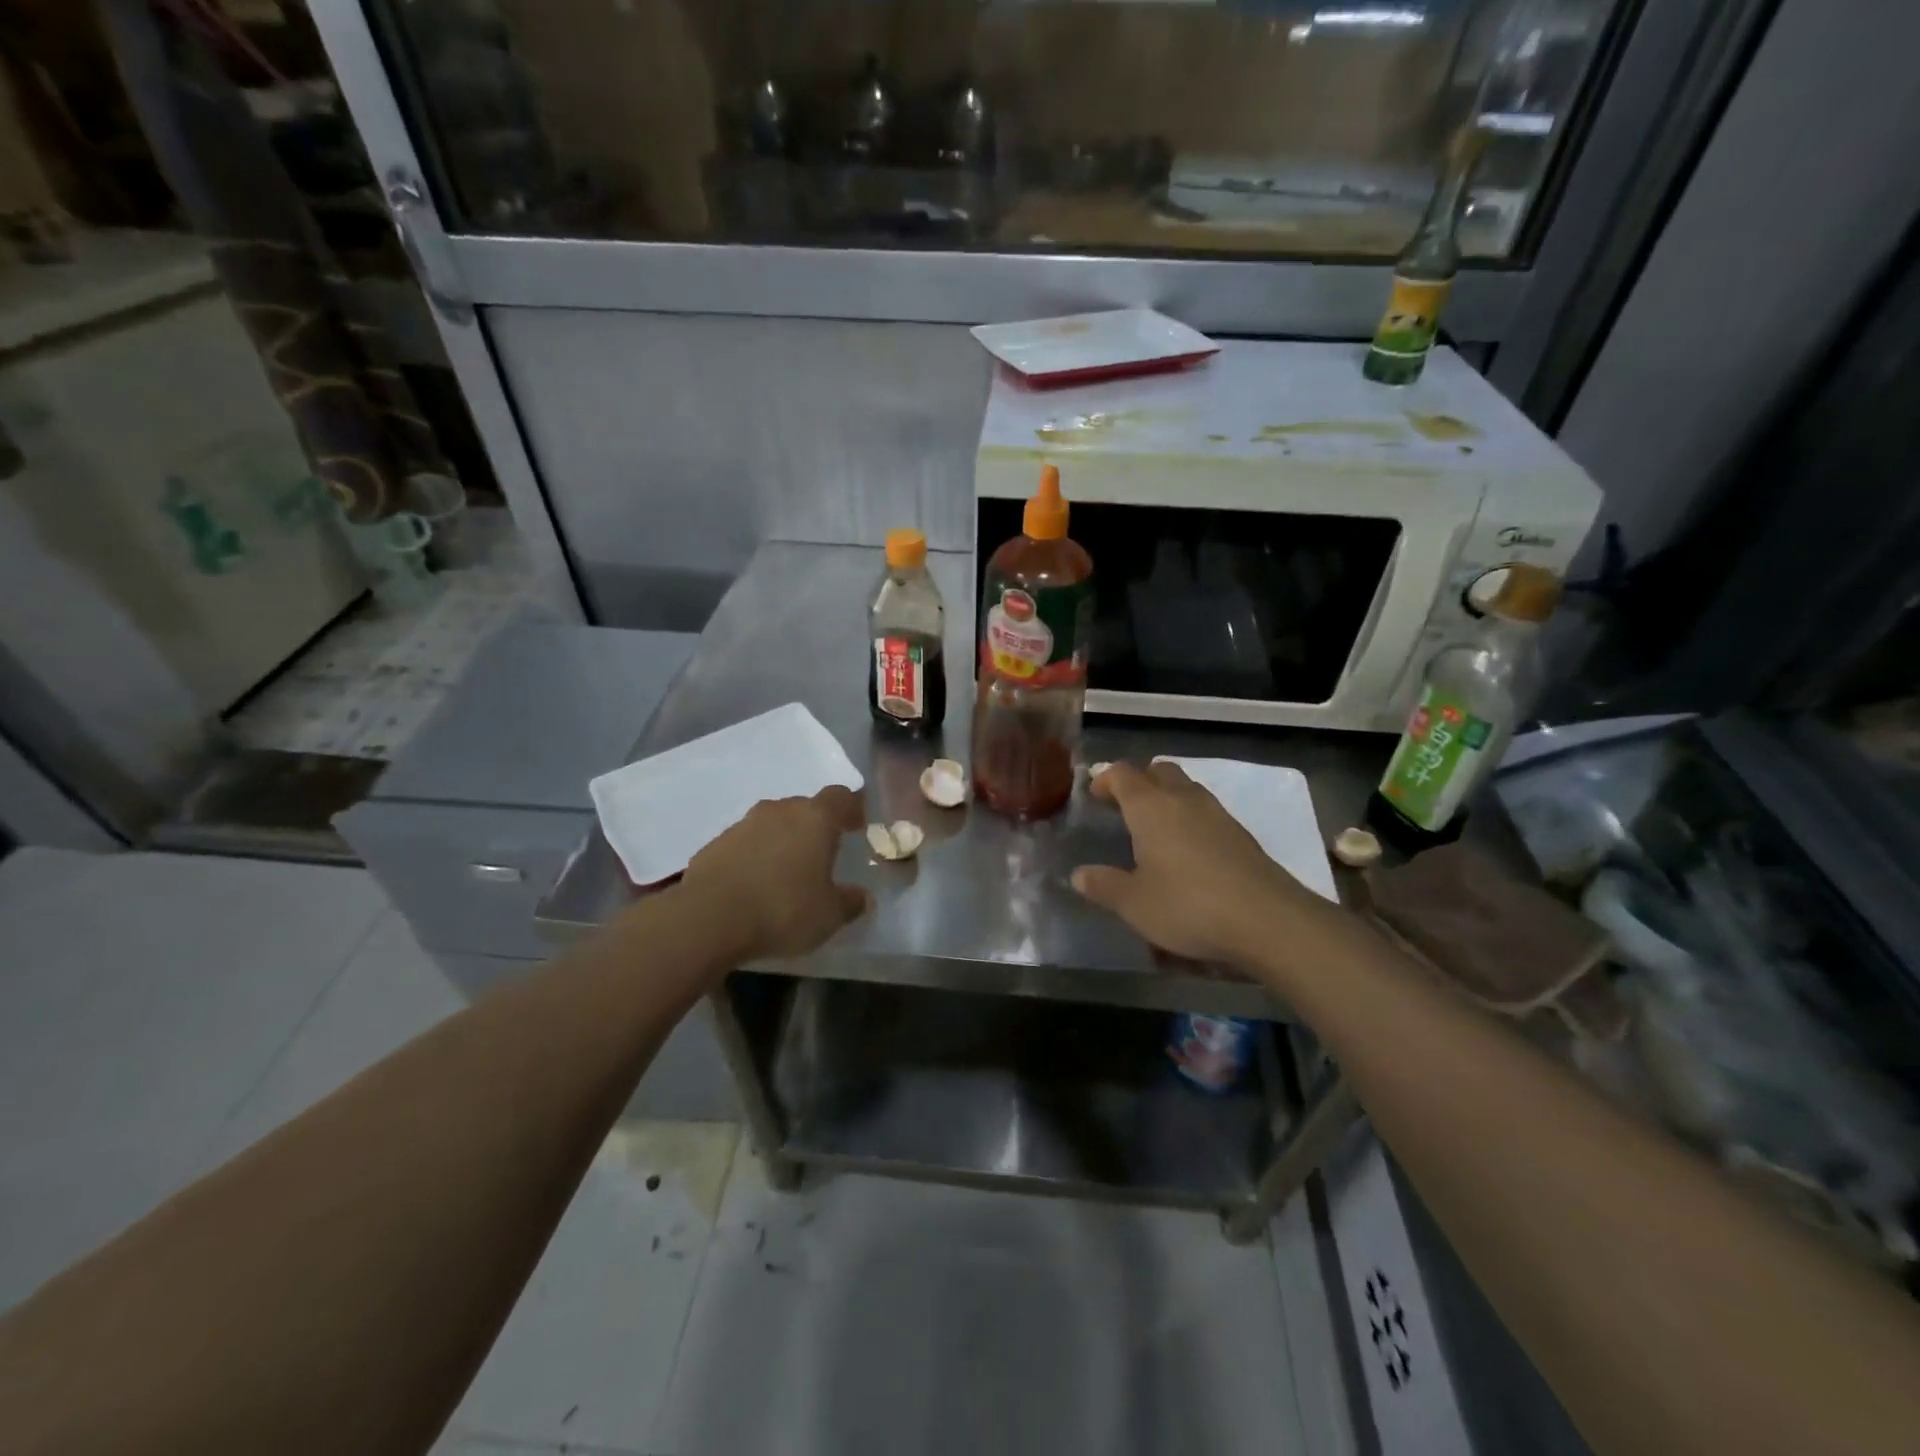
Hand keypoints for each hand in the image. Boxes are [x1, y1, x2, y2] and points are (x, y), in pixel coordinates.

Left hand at [679, 786, 871, 962]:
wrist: (707, 920)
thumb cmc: (782, 910)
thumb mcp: (829, 916)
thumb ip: (850, 903)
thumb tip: (862, 897)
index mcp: (815, 819)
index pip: (841, 797)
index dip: (852, 809)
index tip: (857, 827)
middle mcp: (779, 811)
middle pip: (804, 808)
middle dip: (815, 828)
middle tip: (822, 855)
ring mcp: (742, 825)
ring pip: (771, 824)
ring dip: (781, 842)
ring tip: (786, 874)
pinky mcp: (713, 845)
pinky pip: (744, 845)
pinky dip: (753, 858)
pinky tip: (753, 886)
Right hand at [1072, 761, 1332, 969]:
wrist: (1268, 920)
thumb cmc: (1188, 905)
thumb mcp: (1134, 903)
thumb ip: (1104, 885)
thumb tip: (1079, 874)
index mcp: (1150, 806)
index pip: (1122, 774)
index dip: (1105, 779)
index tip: (1094, 796)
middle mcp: (1183, 799)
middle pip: (1159, 771)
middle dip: (1139, 782)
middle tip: (1124, 807)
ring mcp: (1217, 814)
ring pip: (1186, 789)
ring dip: (1167, 798)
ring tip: (1154, 828)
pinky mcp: (1241, 834)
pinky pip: (1206, 812)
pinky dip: (1190, 818)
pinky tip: (1187, 851)